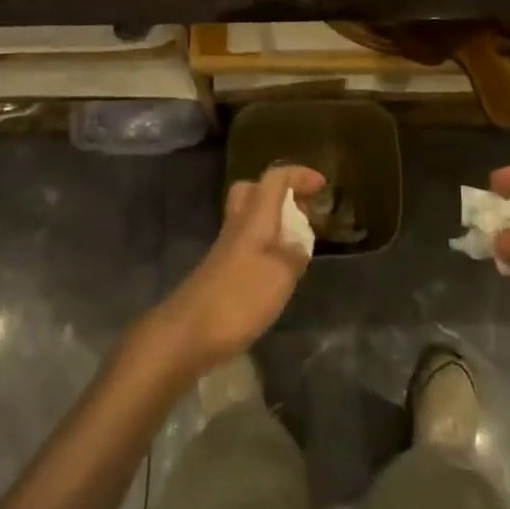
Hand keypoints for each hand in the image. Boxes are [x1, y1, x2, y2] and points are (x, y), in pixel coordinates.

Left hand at [139, 164, 324, 380]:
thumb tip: (299, 242)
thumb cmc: (239, 299)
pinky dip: (265, 244)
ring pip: (250, 215)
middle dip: (281, 193)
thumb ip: (295, 254)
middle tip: (303, 211)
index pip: (275, 179)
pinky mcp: (220, 269)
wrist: (187, 333)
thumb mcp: (281, 276)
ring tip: (297, 242)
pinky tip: (277, 269)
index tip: (322, 185)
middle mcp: (238, 224)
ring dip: (274, 219)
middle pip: (254, 190)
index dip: (299, 175)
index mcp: (255, 217)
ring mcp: (226, 247)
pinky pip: (247, 240)